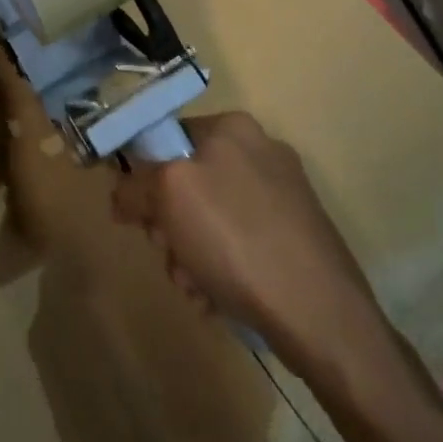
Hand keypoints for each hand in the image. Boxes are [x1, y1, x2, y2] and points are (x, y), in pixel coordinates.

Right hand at [112, 112, 390, 366]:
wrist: (320, 313)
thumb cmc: (236, 239)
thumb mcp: (168, 196)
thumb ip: (134, 186)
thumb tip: (122, 194)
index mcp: (234, 128)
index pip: (167, 138)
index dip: (144, 178)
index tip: (141, 217)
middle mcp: (261, 152)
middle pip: (187, 183)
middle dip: (170, 227)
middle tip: (171, 256)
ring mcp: (284, 197)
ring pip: (210, 220)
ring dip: (191, 256)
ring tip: (198, 288)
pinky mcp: (297, 238)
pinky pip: (240, 245)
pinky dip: (222, 271)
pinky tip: (221, 299)